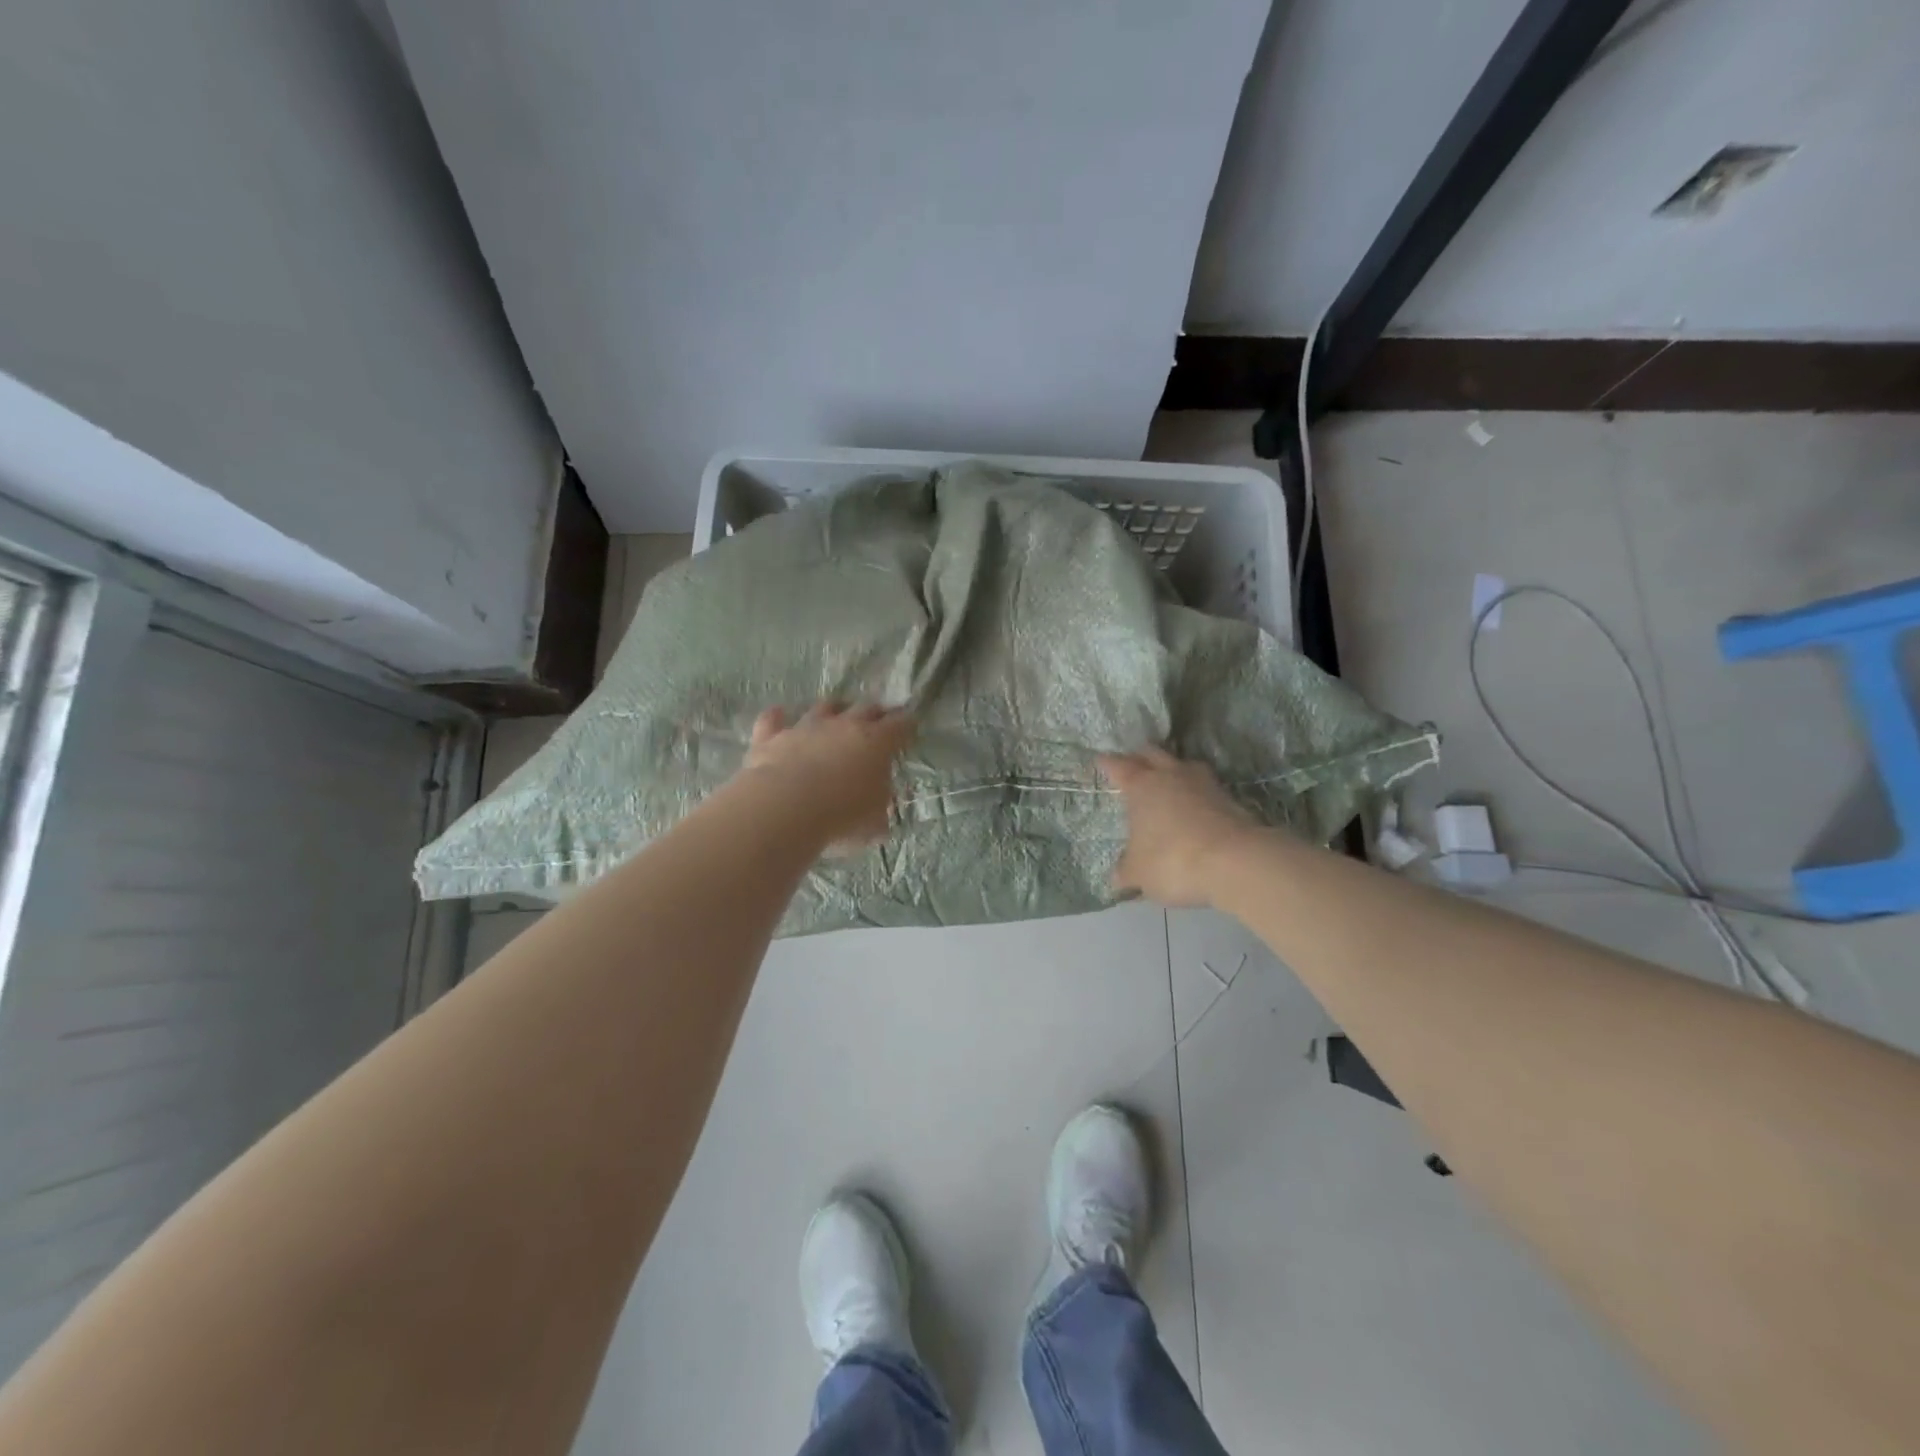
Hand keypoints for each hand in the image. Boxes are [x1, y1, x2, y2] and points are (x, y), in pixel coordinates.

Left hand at [739, 702, 915, 849]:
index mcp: (876, 743)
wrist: (785, 809)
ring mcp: (806, 727)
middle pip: (865, 708)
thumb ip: (881, 808)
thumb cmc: (841, 817)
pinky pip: (774, 719)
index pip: (900, 725)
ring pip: (823, 707)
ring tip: (835, 713)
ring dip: (832, 710)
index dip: (907, 725)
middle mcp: (843, 726)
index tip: (910, 726)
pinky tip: (778, 715)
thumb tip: (883, 807)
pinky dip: (778, 717)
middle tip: (878, 719)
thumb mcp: (876, 822)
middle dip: (875, 713)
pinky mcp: (772, 736)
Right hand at [1098, 747, 1256, 907]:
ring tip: (1166, 782)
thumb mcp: (1139, 873)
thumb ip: (1126, 871)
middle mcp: (1171, 775)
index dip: (1107, 763)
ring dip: (1172, 770)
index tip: (1100, 761)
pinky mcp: (1230, 798)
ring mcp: (1204, 783)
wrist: (1236, 862)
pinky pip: (1205, 787)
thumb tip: (1119, 876)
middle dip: (1140, 757)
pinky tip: (1193, 806)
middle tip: (1133, 765)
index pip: (1118, 766)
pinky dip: (1196, 793)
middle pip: (1152, 754)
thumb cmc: (1173, 860)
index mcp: (1141, 786)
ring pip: (1183, 765)